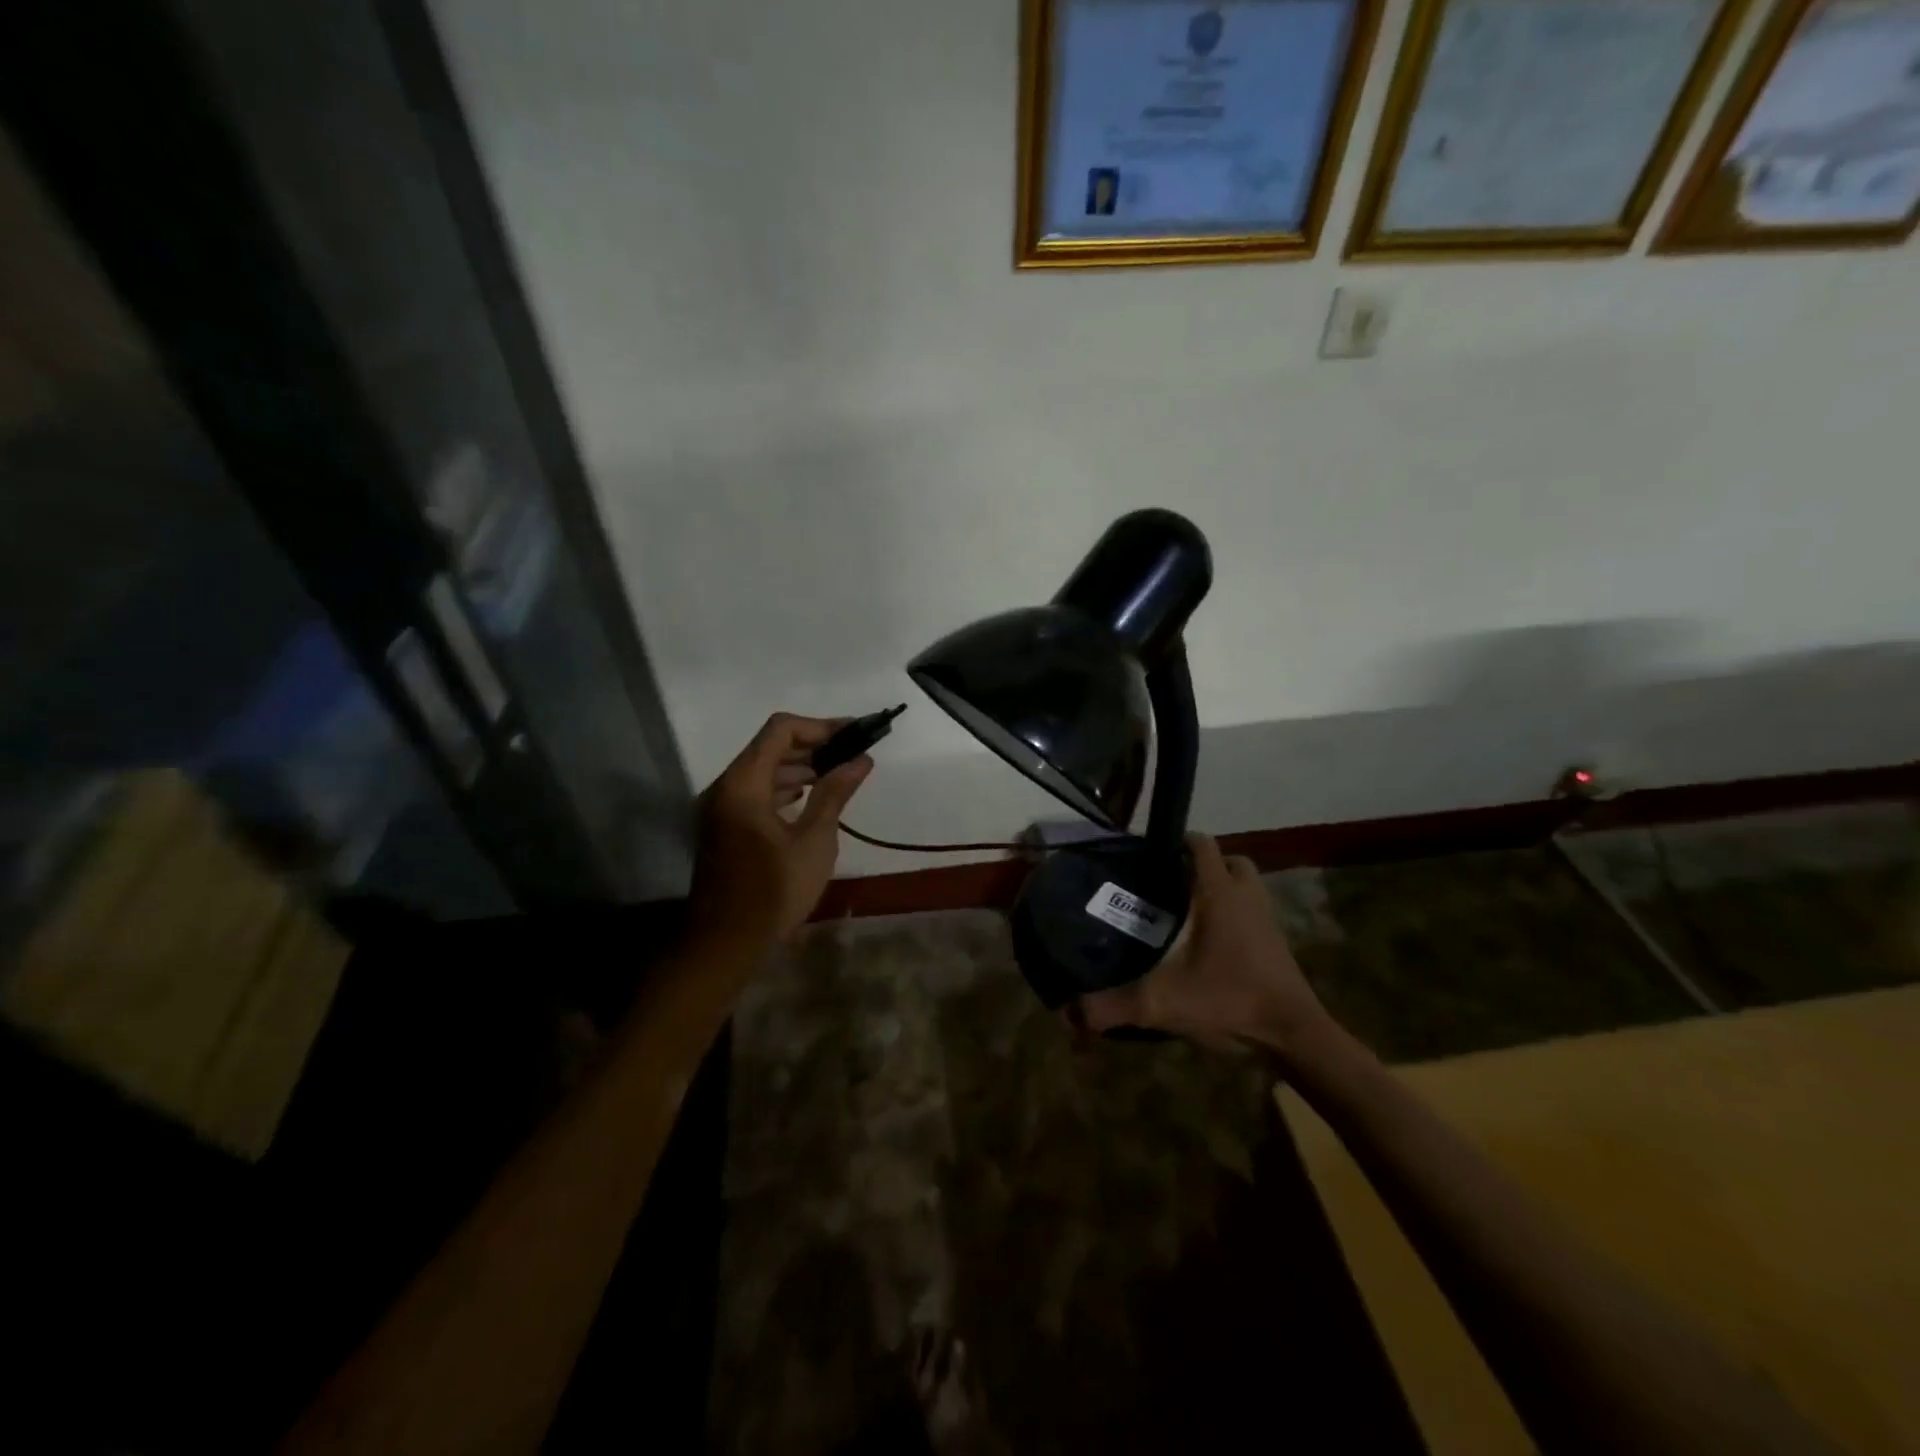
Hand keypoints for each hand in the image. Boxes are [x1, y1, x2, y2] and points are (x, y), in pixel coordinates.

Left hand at [687, 713, 870, 946]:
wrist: (725, 944)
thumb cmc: (773, 892)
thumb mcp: (814, 842)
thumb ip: (835, 794)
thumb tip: (861, 760)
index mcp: (743, 785)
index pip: (780, 731)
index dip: (820, 727)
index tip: (854, 734)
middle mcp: (725, 787)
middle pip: (770, 747)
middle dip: (814, 746)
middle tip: (853, 754)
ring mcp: (720, 807)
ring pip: (762, 770)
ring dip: (800, 767)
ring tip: (839, 775)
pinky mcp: (724, 826)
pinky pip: (755, 792)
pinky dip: (783, 788)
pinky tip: (810, 798)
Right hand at [1078, 833, 1333, 1058]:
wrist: (1294, 1036)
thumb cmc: (1230, 1000)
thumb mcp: (1163, 1004)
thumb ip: (1114, 1005)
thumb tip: (1070, 1012)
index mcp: (1220, 895)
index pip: (1201, 845)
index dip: (1177, 841)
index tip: (1150, 853)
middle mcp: (1247, 898)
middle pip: (1230, 861)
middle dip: (1204, 864)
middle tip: (1172, 883)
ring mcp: (1267, 920)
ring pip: (1247, 886)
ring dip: (1223, 888)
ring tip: (1189, 910)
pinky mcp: (1277, 944)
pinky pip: (1254, 912)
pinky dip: (1236, 916)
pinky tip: (1211, 943)